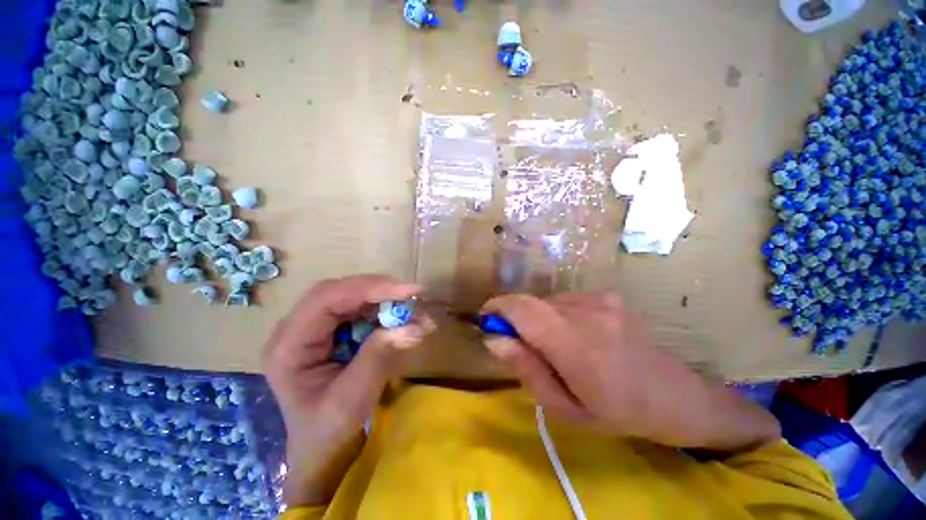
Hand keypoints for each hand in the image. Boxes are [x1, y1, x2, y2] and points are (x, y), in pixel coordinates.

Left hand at [263, 275, 427, 504]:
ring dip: (384, 297)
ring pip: (350, 295)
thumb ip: (379, 356)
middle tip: (412, 294)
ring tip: (412, 307)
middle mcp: (296, 329)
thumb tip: (414, 324)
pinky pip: (358, 307)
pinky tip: (400, 316)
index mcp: (288, 346)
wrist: (323, 448)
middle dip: (378, 289)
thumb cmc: (329, 430)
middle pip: (338, 291)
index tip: (407, 291)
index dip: (369, 289)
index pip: (326, 300)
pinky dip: (383, 307)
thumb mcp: (353, 398)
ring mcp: (313, 327)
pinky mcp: (331, 329)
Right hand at [483, 293, 779, 451]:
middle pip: (531, 303)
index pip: (522, 309)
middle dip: (515, 317)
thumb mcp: (564, 408)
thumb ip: (526, 370)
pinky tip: (574, 334)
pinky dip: (556, 314)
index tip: (485, 318)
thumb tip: (494, 338)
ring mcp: (600, 299)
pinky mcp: (607, 295)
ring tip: (553, 345)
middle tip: (518, 342)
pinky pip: (565, 300)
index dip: (497, 307)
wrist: (674, 395)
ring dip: (537, 318)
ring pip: (547, 301)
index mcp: (575, 345)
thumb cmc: (616, 412)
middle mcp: (587, 312)